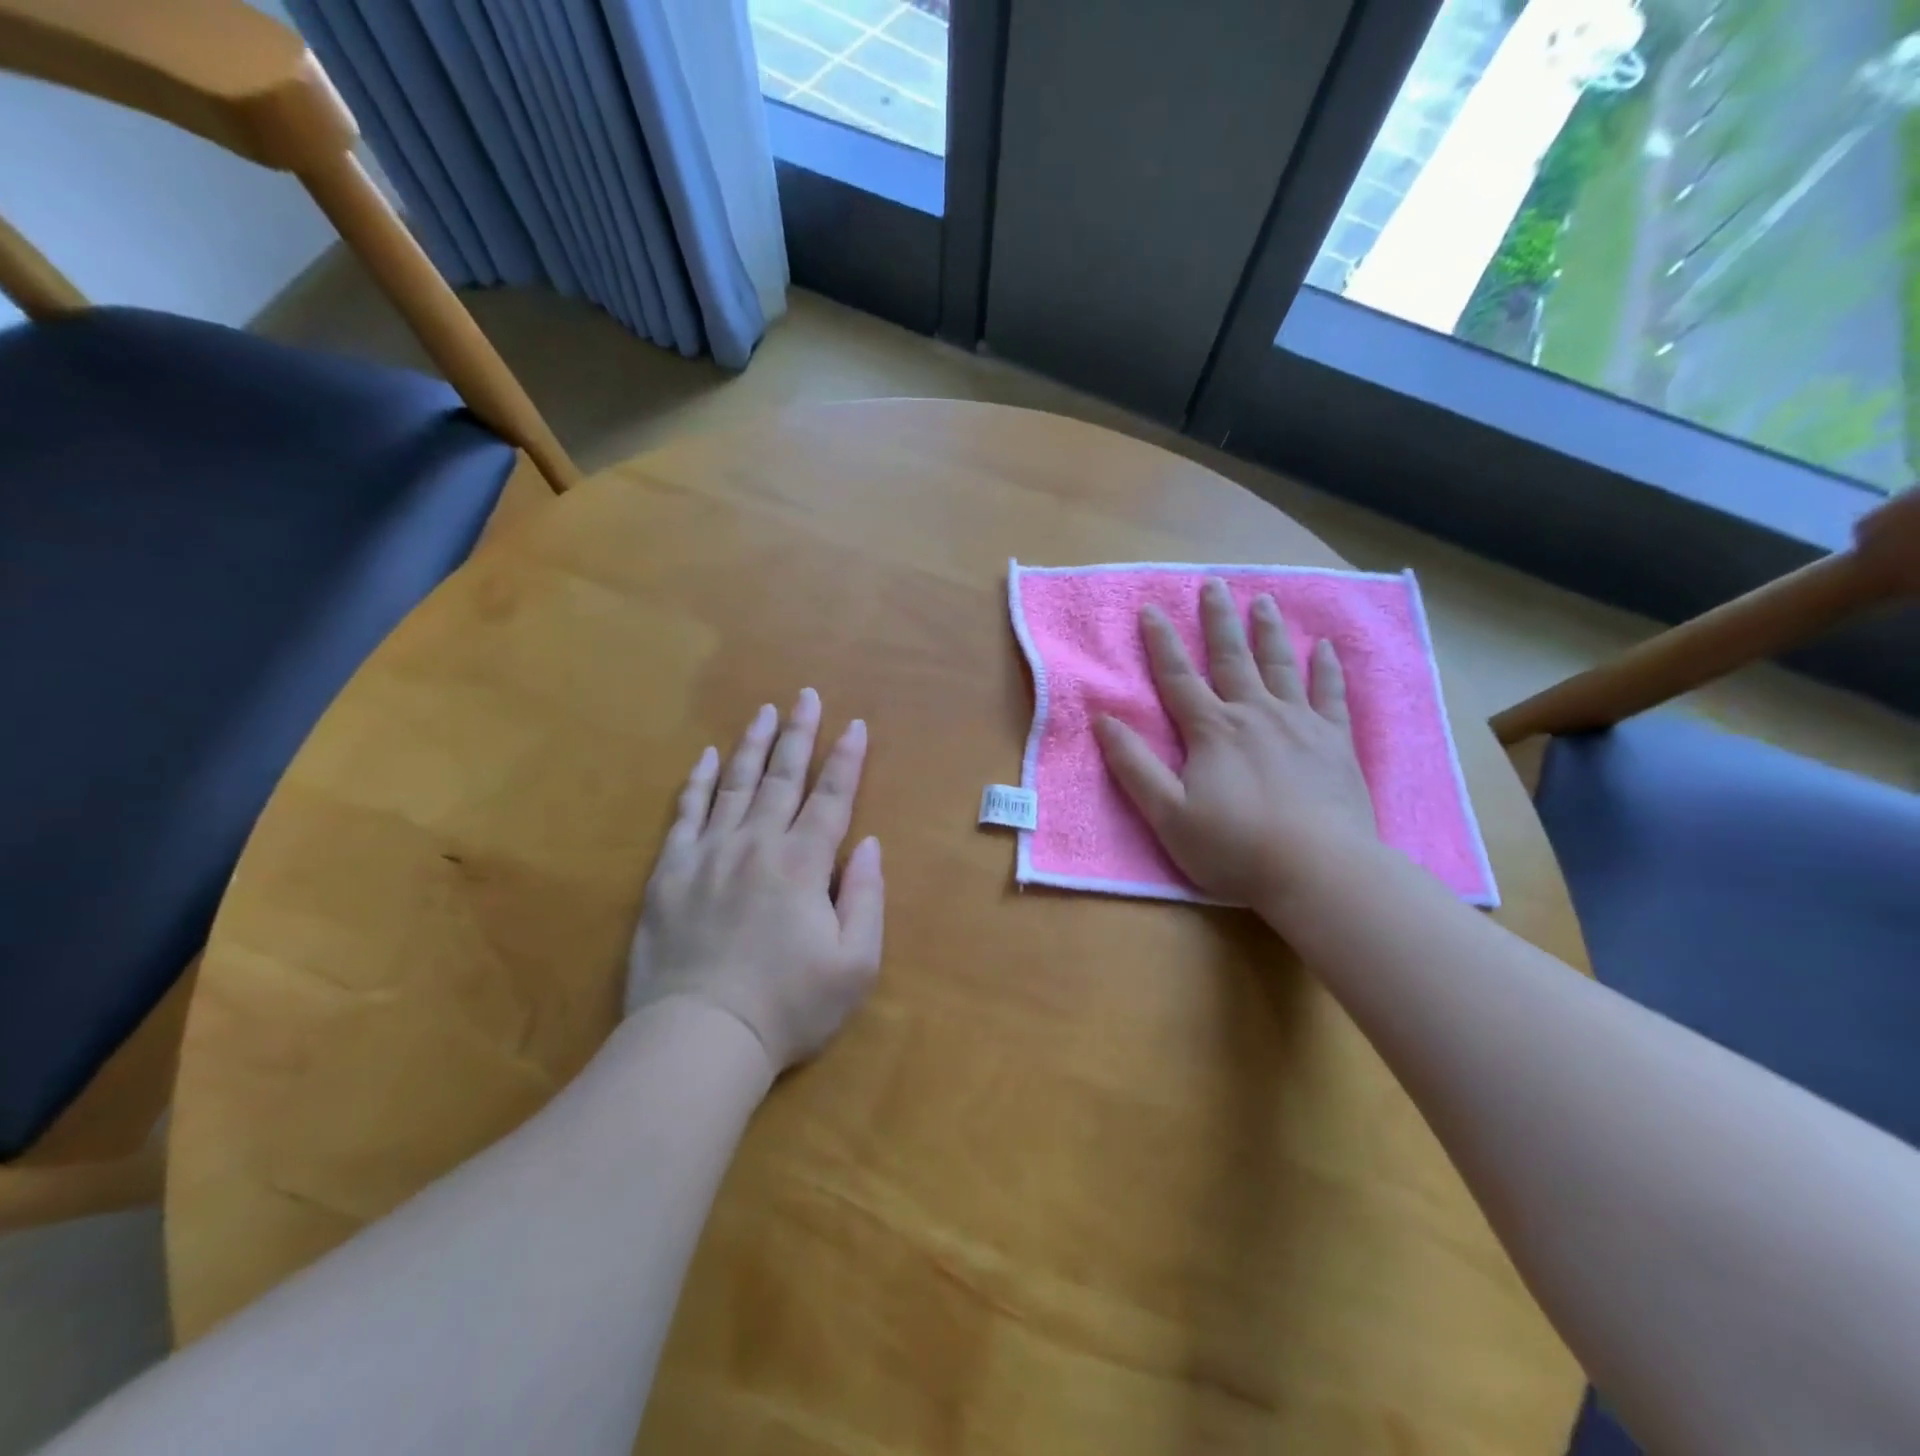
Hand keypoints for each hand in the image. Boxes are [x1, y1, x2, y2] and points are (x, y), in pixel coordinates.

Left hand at [627, 690, 883, 1074]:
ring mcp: (709, 854)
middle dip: (800, 734)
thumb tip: (868, 845)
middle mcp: (757, 844)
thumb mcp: (855, 965)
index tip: (855, 725)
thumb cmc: (788, 1007)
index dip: (846, 760)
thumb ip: (866, 898)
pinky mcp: (670, 872)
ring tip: (765, 712)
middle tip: (807, 695)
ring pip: (734, 784)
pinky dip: (695, 782)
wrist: (700, 1038)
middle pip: (783, 777)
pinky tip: (704, 757)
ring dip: (752, 745)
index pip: (831, 798)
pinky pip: (685, 814)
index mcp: (803, 864)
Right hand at [1094, 577, 1376, 913]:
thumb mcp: (1167, 813)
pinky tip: (1325, 648)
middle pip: (1232, 658)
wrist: (1319, 872)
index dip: (1161, 643)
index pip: (1178, 677)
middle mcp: (1254, 714)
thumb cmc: (1234, 847)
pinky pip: (1331, 695)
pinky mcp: (1335, 742)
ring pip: (1280, 666)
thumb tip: (1103, 719)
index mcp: (1212, 730)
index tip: (1151, 609)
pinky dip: (1326, 669)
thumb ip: (1134, 765)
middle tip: (1213, 584)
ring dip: (1269, 632)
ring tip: (1264, 601)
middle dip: (1218, 620)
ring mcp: (1300, 724)